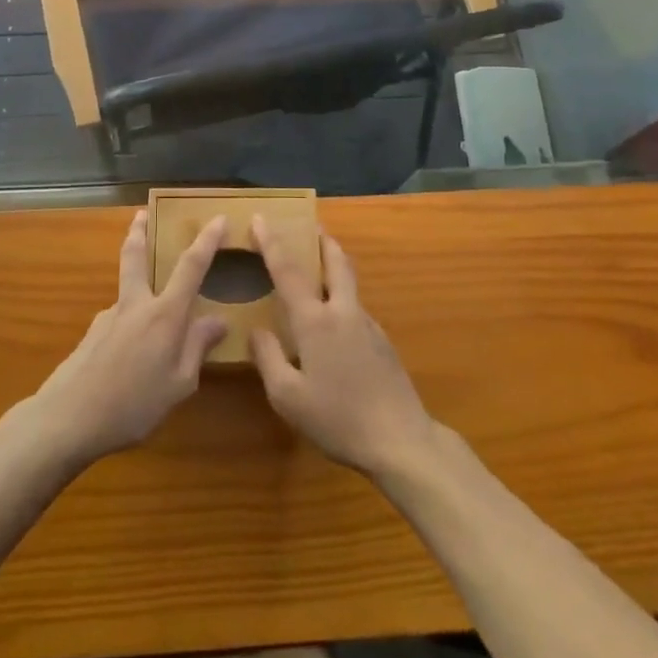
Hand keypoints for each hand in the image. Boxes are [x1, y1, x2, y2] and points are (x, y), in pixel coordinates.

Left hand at [29, 210, 228, 465]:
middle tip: (141, 214)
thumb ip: (197, 348)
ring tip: (153, 335)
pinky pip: (119, 323)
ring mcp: (108, 317)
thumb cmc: (132, 405)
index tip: (218, 218)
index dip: (207, 240)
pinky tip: (129, 363)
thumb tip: (218, 320)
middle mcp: (135, 305)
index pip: (191, 267)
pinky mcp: (91, 335)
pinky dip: (129, 330)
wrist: (67, 419)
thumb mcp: (179, 384)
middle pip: (136, 256)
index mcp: (164, 315)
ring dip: (139, 291)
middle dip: (140, 231)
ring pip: (128, 293)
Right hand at [249, 218, 437, 479]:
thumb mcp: (288, 397)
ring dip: (334, 267)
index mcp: (315, 321)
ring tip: (317, 270)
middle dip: (322, 240)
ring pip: (349, 284)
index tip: (261, 218)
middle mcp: (343, 312)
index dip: (272, 242)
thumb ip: (268, 358)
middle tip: (311, 226)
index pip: (288, 271)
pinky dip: (341, 300)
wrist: (400, 440)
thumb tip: (257, 330)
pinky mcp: (383, 342)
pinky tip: (333, 325)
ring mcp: (368, 325)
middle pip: (336, 262)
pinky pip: (356, 309)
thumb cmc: (337, 418)